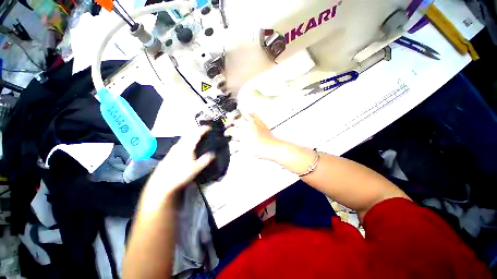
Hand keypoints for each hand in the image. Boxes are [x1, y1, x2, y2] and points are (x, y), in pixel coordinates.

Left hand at [144, 126, 214, 199]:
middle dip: (197, 130)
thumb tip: (214, 153)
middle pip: (189, 134)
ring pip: (184, 138)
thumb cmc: (181, 175)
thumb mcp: (197, 168)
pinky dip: (187, 140)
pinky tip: (188, 146)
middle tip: (205, 131)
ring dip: (192, 135)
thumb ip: (206, 160)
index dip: (203, 129)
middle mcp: (180, 145)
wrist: (162, 183)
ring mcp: (174, 148)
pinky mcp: (170, 153)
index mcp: (187, 147)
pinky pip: (181, 142)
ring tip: (198, 137)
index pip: (196, 134)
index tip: (209, 127)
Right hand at [225, 113, 280, 159]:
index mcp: (242, 133)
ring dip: (238, 115)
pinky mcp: (259, 121)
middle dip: (230, 122)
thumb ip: (238, 143)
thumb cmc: (258, 150)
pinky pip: (253, 114)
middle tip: (229, 124)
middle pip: (236, 120)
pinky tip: (247, 114)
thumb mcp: (245, 149)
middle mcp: (247, 125)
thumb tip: (234, 139)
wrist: (270, 147)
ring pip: (243, 114)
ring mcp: (254, 122)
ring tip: (235, 116)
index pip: (231, 130)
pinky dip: (249, 113)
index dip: (227, 132)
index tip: (226, 133)